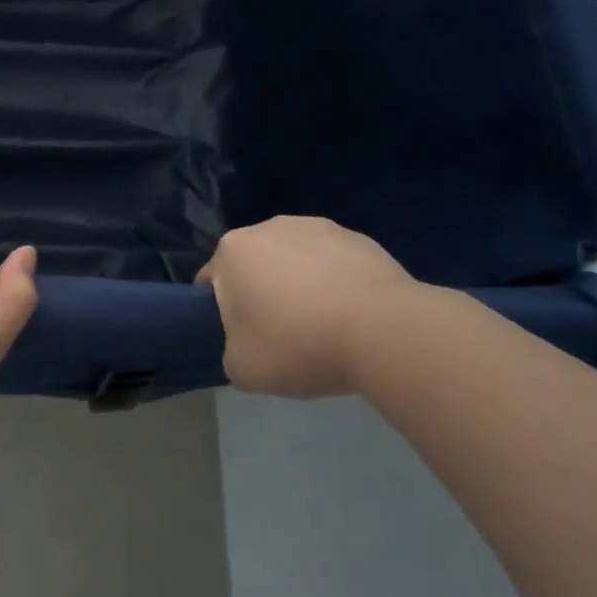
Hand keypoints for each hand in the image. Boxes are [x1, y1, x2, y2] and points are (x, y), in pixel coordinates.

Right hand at [198, 216, 424, 398]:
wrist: (385, 331)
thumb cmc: (300, 344)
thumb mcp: (242, 369)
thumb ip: (230, 353)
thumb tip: (245, 345)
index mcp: (232, 250)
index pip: (211, 282)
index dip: (220, 314)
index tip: (242, 340)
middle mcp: (269, 227)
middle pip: (254, 266)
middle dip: (262, 294)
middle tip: (281, 337)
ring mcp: (316, 226)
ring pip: (294, 261)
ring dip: (299, 286)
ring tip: (323, 327)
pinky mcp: (358, 237)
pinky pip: (333, 264)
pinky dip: (335, 284)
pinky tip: (352, 317)